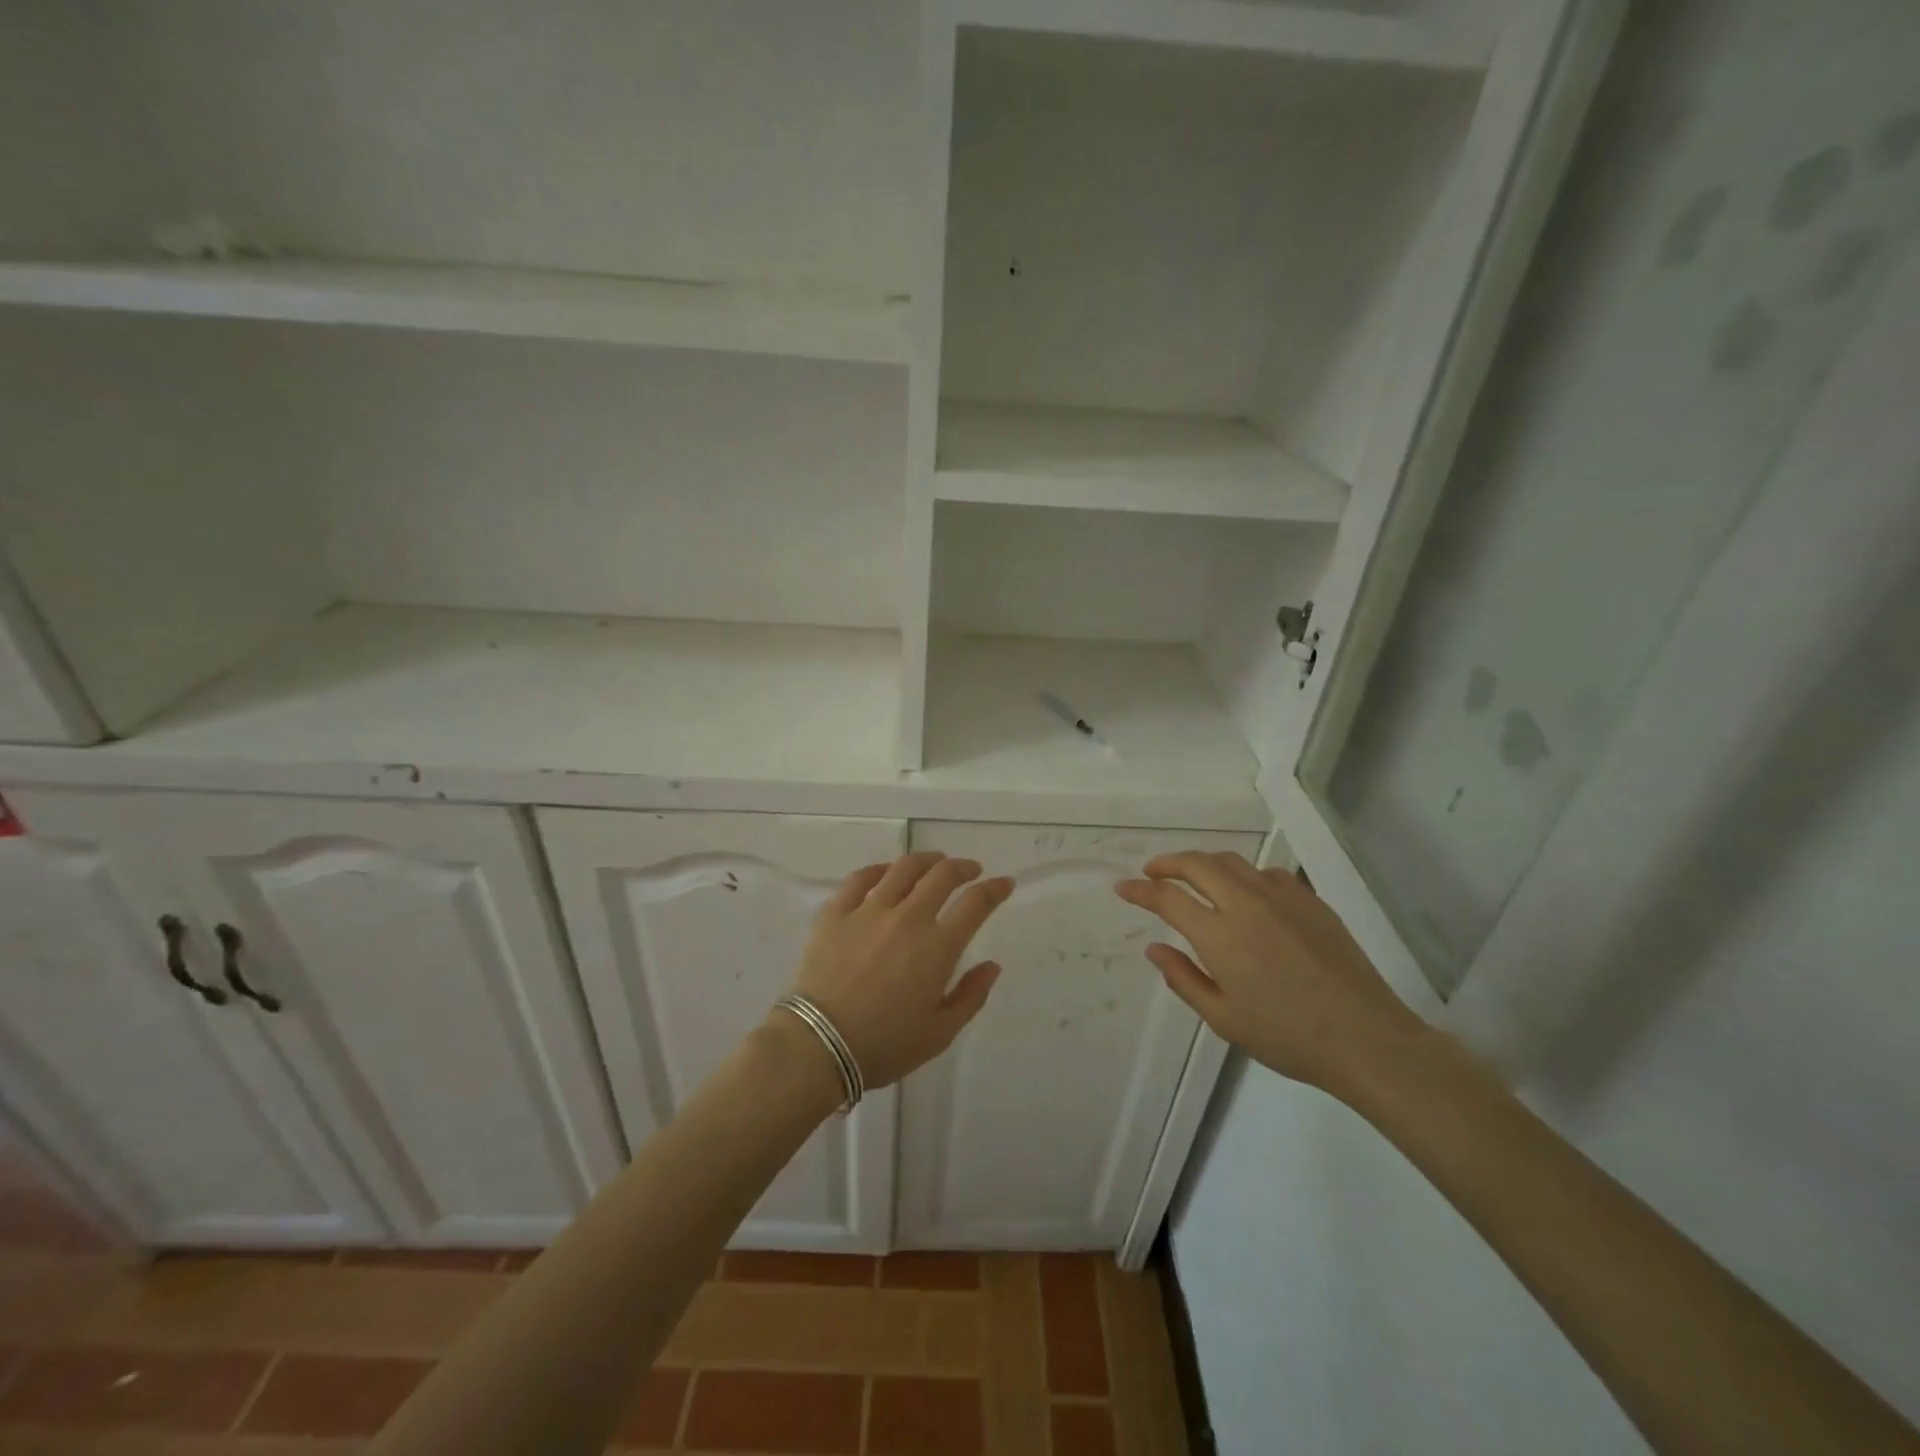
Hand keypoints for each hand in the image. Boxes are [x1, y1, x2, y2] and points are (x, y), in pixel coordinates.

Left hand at [786, 853, 1014, 1089]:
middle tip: (970, 870)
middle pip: (942, 875)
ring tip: (933, 862)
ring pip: (903, 868)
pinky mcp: (836, 912)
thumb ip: (971, 996)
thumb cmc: (884, 1045)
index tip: (1004, 883)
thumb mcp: (939, 1033)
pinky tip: (886, 872)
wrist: (818, 1045)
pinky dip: (879, 870)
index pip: (976, 904)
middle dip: (963, 867)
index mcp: (938, 947)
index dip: (995, 889)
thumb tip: (992, 965)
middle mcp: (908, 918)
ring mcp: (868, 910)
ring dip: (925, 860)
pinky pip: (860, 878)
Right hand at [1116, 851, 1429, 1096]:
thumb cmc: (1287, 1037)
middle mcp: (1246, 904)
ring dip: (1203, 863)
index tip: (1122, 887)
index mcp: (1220, 935)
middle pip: (1197, 864)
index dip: (1140, 890)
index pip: (1168, 898)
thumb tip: (1154, 947)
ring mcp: (1282, 898)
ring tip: (1192, 876)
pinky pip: (1267, 874)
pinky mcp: (1311, 901)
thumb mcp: (1224, 1019)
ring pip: (1232, 862)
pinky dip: (1243, 875)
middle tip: (1152, 872)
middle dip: (1167, 863)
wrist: (1366, 1038)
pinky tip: (1245, 893)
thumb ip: (1183, 978)